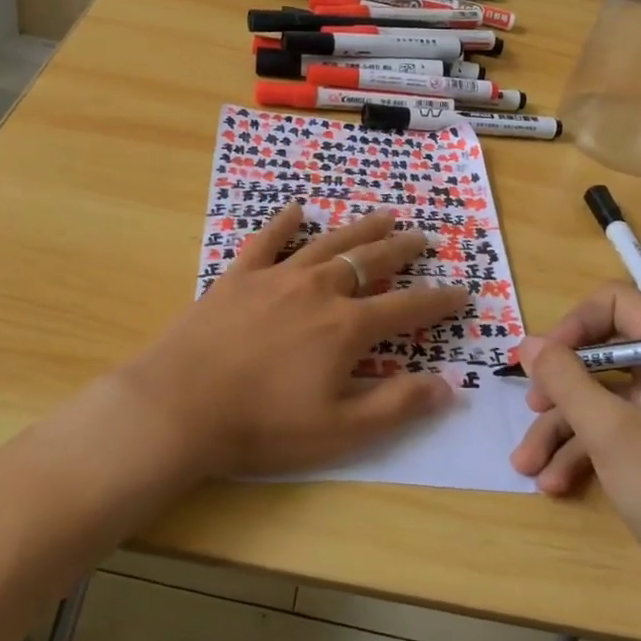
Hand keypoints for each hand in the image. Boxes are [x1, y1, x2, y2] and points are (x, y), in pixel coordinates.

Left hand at [108, 204, 468, 478]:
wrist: (179, 406)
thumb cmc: (263, 426)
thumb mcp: (339, 431)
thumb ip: (396, 406)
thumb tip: (447, 386)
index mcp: (347, 326)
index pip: (406, 306)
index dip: (438, 300)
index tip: (461, 291)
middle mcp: (319, 289)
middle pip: (371, 261)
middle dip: (403, 249)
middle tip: (423, 237)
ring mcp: (277, 276)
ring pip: (330, 242)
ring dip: (360, 228)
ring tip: (384, 215)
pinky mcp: (239, 275)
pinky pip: (267, 239)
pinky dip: (284, 222)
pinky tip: (297, 209)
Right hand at [511, 284, 640, 601]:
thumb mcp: (608, 430)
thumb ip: (564, 379)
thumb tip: (528, 343)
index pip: (620, 304)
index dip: (577, 322)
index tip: (546, 356)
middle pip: (603, 357)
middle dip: (560, 386)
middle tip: (530, 406)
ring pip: (601, 401)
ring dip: (560, 429)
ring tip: (526, 464)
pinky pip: (611, 434)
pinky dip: (581, 453)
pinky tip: (553, 484)